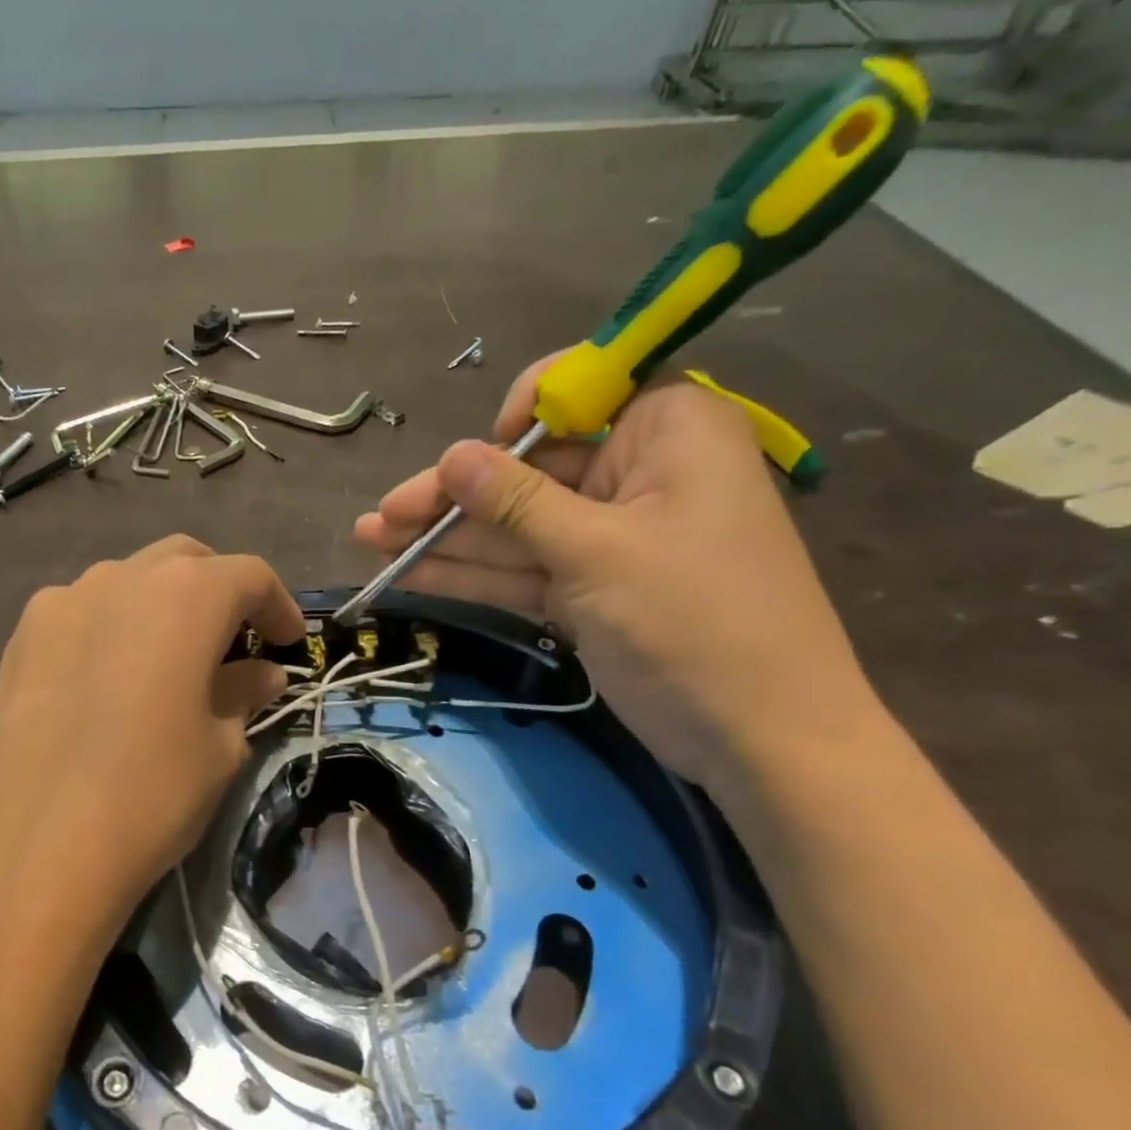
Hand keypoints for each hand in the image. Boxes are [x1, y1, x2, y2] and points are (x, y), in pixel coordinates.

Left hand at [0, 536, 303, 969]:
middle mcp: (120, 577)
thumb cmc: (150, 795)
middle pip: (184, 562)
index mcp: (184, 595)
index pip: (247, 575)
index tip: (289, 642)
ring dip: (160, 606)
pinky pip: (80, 613)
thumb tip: (260, 674)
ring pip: (127, 581)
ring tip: (170, 661)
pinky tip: (110, 680)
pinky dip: (111, 627)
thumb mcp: (219, 748)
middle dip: (218, 591)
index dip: (277, 605)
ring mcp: (60, 602)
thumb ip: (242, 695)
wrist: (30, 850)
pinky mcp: (19, 638)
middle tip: (234, 642)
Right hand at [353, 354, 879, 790]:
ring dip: (444, 537)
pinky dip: (469, 574)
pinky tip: (406, 572)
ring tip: (370, 542)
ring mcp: (606, 537)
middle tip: (381, 516)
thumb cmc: (695, 620)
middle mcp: (635, 473)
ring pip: (513, 526)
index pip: (580, 391)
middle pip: (526, 469)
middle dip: (452, 495)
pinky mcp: (586, 588)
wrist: (760, 738)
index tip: (470, 457)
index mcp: (667, 430)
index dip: (515, 416)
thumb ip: (516, 502)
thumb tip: (451, 455)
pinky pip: (519, 569)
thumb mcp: (597, 552)